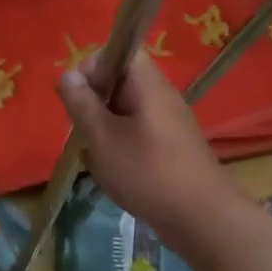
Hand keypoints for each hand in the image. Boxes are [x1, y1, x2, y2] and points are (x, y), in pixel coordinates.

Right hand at [58, 52, 242, 238]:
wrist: (203, 219)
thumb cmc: (147, 172)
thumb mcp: (101, 137)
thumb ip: (81, 103)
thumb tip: (68, 75)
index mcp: (147, 83)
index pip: (116, 51)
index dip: (90, 68)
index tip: (78, 99)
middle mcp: (160, 95)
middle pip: (117, 83)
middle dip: (93, 105)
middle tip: (85, 133)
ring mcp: (168, 121)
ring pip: (124, 111)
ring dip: (104, 130)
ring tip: (98, 158)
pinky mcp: (171, 146)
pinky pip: (137, 133)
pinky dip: (120, 147)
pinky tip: (115, 173)